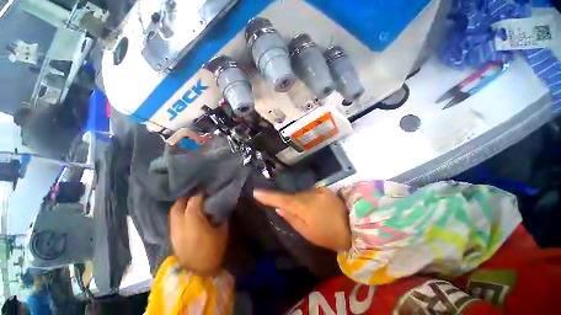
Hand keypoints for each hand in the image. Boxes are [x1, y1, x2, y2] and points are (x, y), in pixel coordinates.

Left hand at [169, 192, 228, 275]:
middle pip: (177, 206)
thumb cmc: (212, 251)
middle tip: (194, 195)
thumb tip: (224, 210)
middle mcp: (180, 225)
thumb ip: (223, 219)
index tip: (204, 191)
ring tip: (189, 204)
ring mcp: (174, 232)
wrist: (198, 273)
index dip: (199, 195)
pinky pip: (173, 222)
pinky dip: (178, 215)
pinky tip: (186, 217)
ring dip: (180, 207)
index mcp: (194, 221)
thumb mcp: (223, 233)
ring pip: (172, 214)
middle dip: (185, 199)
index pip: (193, 202)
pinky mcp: (172, 239)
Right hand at [253, 187, 350, 251]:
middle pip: (291, 196)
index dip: (268, 196)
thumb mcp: (308, 233)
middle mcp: (309, 194)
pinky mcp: (324, 189)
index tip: (256, 192)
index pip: (281, 199)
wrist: (355, 226)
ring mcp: (318, 190)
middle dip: (286, 201)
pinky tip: (313, 208)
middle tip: (284, 209)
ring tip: (304, 213)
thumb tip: (279, 208)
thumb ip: (291, 218)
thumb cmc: (329, 235)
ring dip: (298, 201)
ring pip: (301, 194)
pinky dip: (307, 199)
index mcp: (304, 206)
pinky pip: (310, 193)